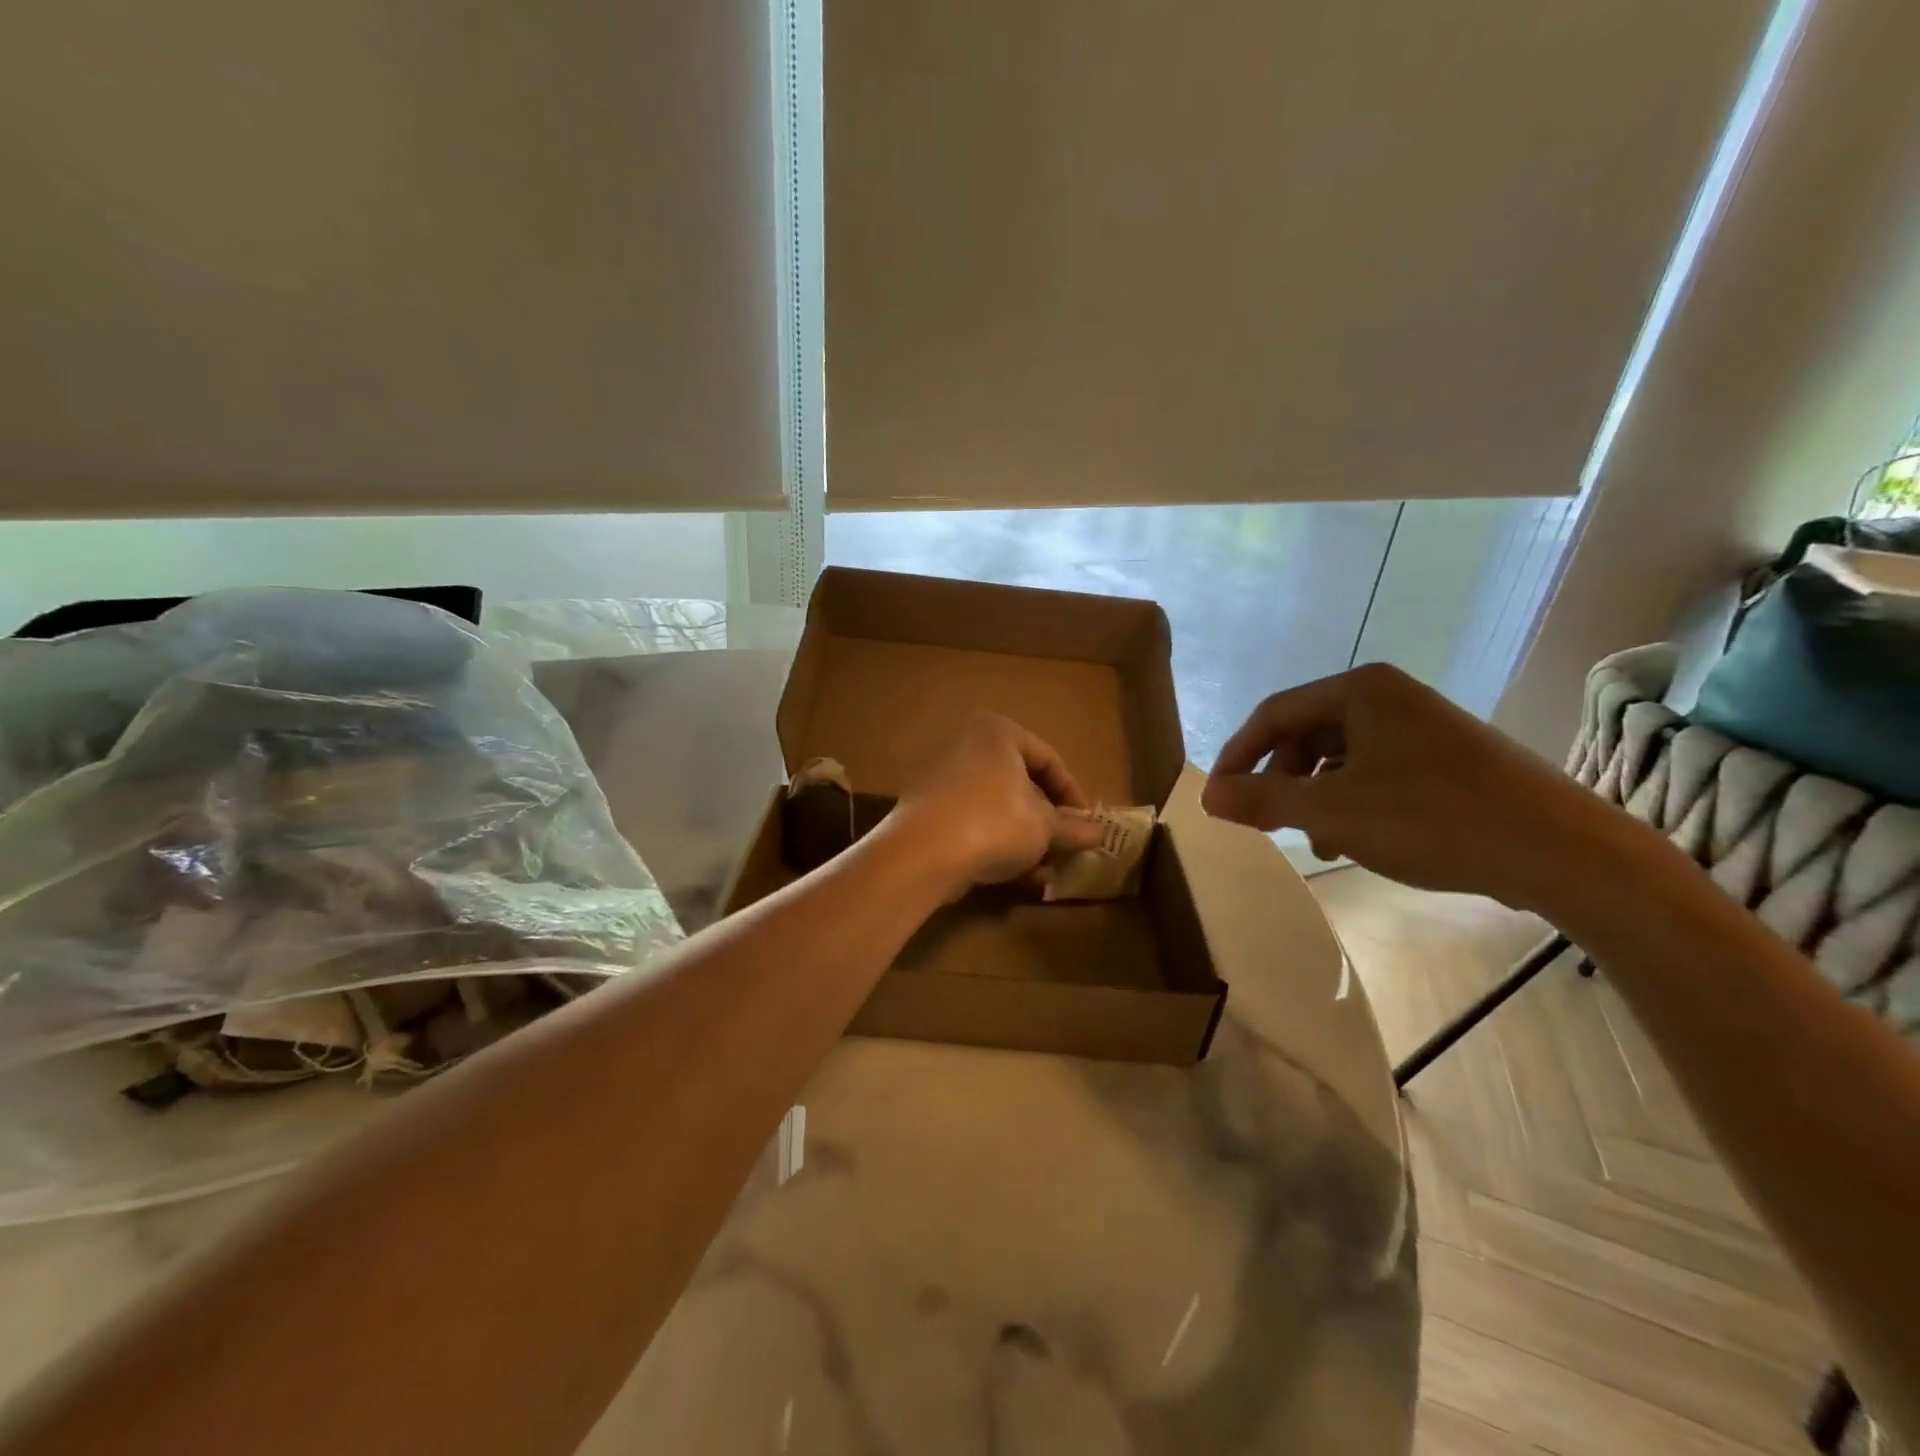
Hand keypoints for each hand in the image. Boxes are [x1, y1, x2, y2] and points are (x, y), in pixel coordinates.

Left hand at [890, 712, 1107, 897]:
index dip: (1073, 795)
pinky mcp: (929, 812)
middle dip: (1047, 821)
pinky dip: (997, 845)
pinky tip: (1016, 876)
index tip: (1087, 825)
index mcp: (997, 733)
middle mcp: (967, 746)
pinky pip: (974, 824)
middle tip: (1066, 847)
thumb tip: (1099, 832)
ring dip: (1025, 839)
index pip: (1049, 760)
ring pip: (999, 808)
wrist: (922, 853)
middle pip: (1022, 784)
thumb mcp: (1044, 827)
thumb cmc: (994, 823)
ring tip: (1044, 870)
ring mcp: (943, 779)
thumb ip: (1073, 827)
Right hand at [1200, 664, 1608, 911]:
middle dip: (1280, 780)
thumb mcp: (1332, 812)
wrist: (1561, 850)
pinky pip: (1374, 769)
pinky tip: (1356, 839)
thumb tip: (1207, 796)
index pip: (1272, 714)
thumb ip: (1263, 800)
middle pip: (1305, 732)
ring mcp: (1420, 724)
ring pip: (1339, 755)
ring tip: (1316, 841)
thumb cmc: (1433, 818)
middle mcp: (1388, 696)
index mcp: (1359, 690)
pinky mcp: (1445, 756)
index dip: (1238, 757)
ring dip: (1314, 796)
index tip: (1220, 798)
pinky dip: (1351, 800)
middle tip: (1266, 821)